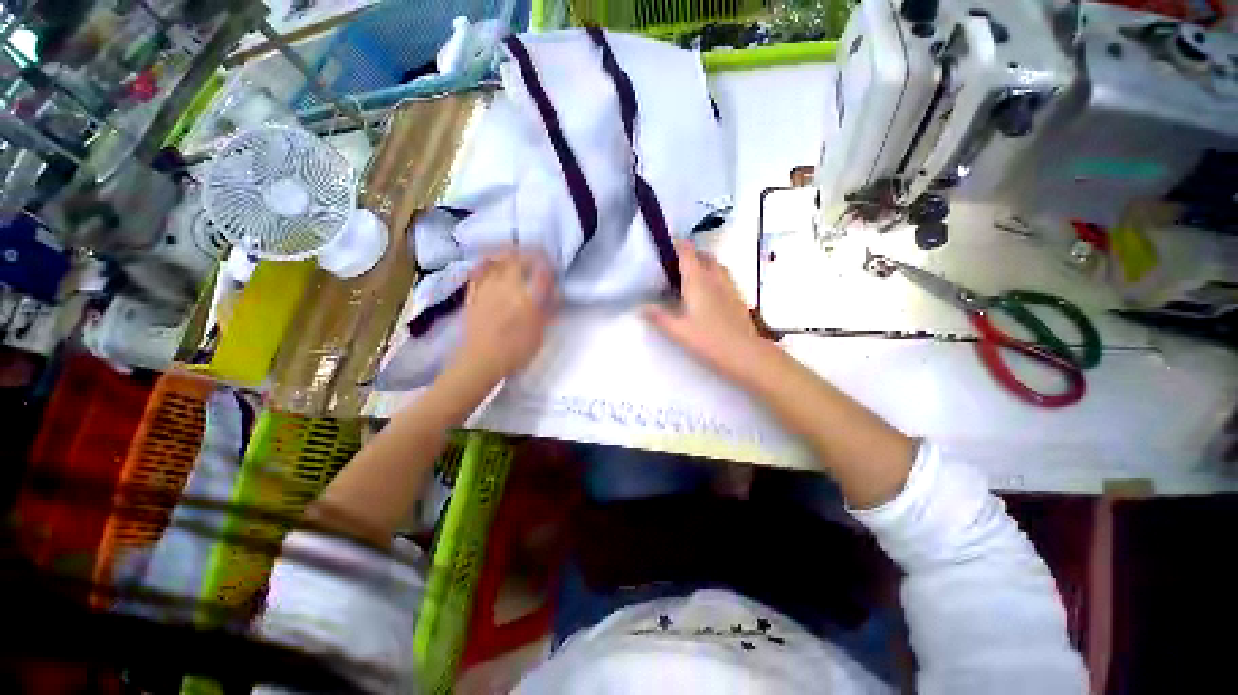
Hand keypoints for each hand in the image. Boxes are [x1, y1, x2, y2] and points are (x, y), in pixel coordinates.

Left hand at [452, 251, 556, 382]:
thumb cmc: (515, 351)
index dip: (548, 264)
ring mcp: (487, 288)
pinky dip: (487, 262)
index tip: (553, 266)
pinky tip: (491, 261)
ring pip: (498, 260)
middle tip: (538, 258)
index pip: (540, 271)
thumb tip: (555, 293)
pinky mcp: (473, 294)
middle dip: (530, 254)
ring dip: (510, 253)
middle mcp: (507, 286)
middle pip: (518, 259)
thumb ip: (547, 311)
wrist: (480, 361)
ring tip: (517, 254)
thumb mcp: (539, 334)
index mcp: (527, 297)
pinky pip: (479, 271)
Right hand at [644, 240, 770, 382]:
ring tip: (689, 278)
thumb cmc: (709, 340)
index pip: (687, 252)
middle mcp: (715, 277)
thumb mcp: (678, 330)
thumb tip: (640, 307)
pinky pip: (724, 278)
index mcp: (698, 280)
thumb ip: (658, 316)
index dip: (675, 244)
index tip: (663, 247)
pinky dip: (713, 277)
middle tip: (674, 267)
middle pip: (703, 255)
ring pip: (716, 266)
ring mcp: (729, 286)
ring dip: (703, 264)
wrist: (745, 353)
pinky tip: (707, 294)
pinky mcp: (738, 297)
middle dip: (689, 255)